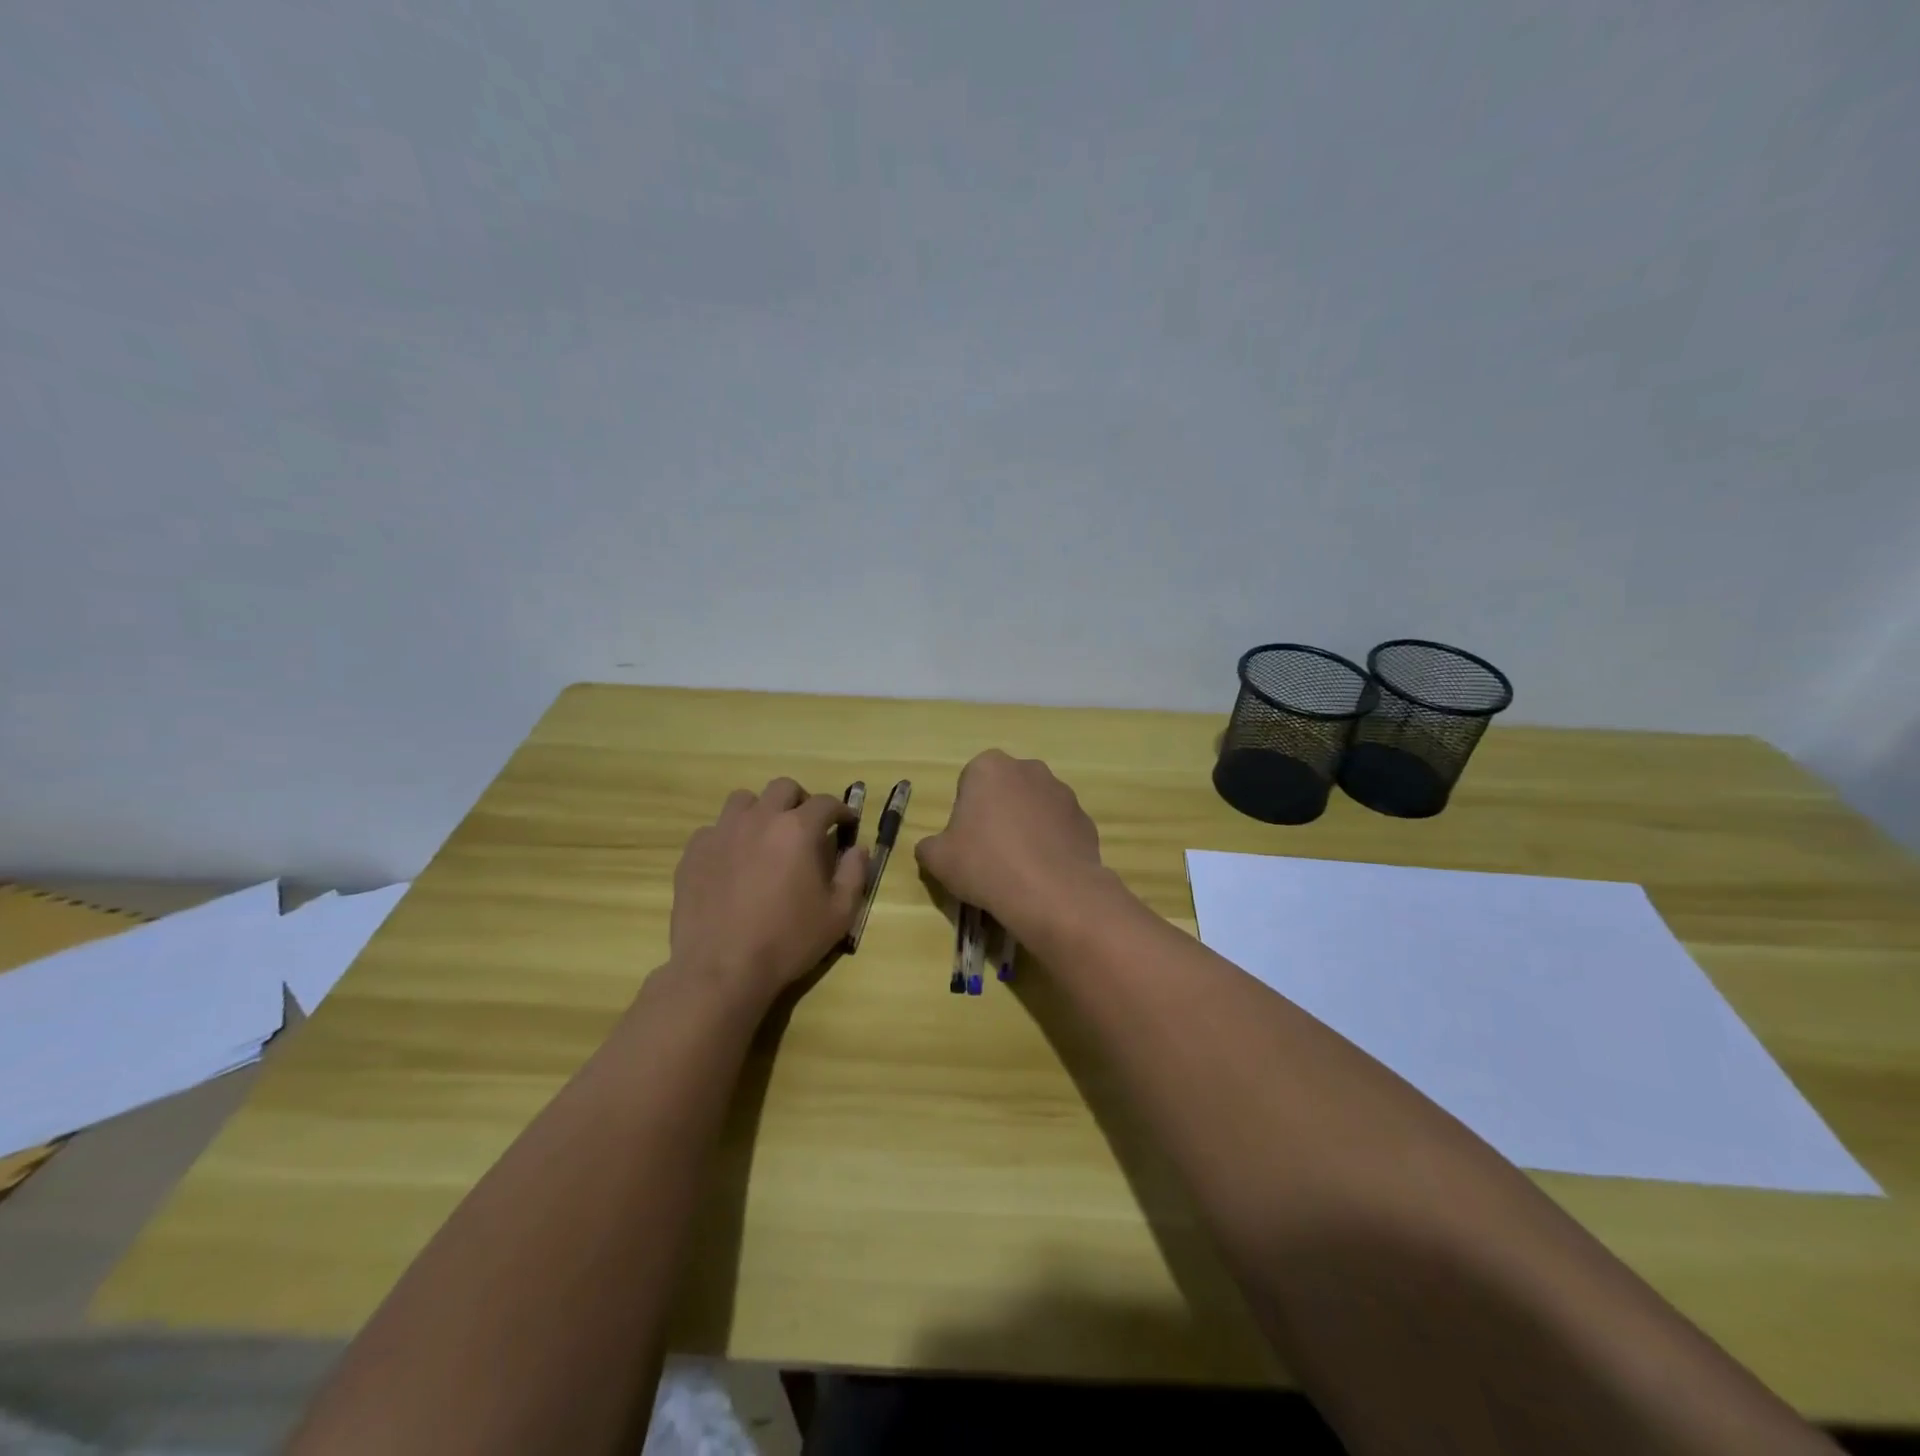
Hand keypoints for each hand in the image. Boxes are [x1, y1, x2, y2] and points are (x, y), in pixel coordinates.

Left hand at [670, 778, 868, 1006]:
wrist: (721, 969)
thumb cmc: (787, 941)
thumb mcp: (838, 914)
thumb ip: (855, 874)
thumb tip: (858, 848)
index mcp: (798, 830)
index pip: (825, 803)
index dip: (841, 811)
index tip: (846, 824)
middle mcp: (759, 819)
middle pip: (783, 788)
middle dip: (800, 802)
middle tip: (806, 827)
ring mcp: (721, 832)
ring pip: (744, 800)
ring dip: (761, 811)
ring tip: (765, 838)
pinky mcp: (694, 852)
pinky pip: (714, 828)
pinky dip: (729, 836)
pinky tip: (733, 862)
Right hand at [914, 750, 1109, 940]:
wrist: (1052, 893)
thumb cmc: (985, 864)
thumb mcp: (937, 859)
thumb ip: (929, 846)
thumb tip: (933, 848)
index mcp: (989, 767)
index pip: (969, 782)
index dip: (965, 812)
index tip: (966, 841)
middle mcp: (1028, 769)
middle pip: (1005, 790)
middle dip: (999, 813)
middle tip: (990, 852)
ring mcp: (1062, 792)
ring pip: (1035, 807)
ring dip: (1027, 827)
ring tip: (1019, 867)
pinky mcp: (1084, 819)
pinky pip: (1059, 828)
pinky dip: (1051, 844)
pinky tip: (1044, 873)